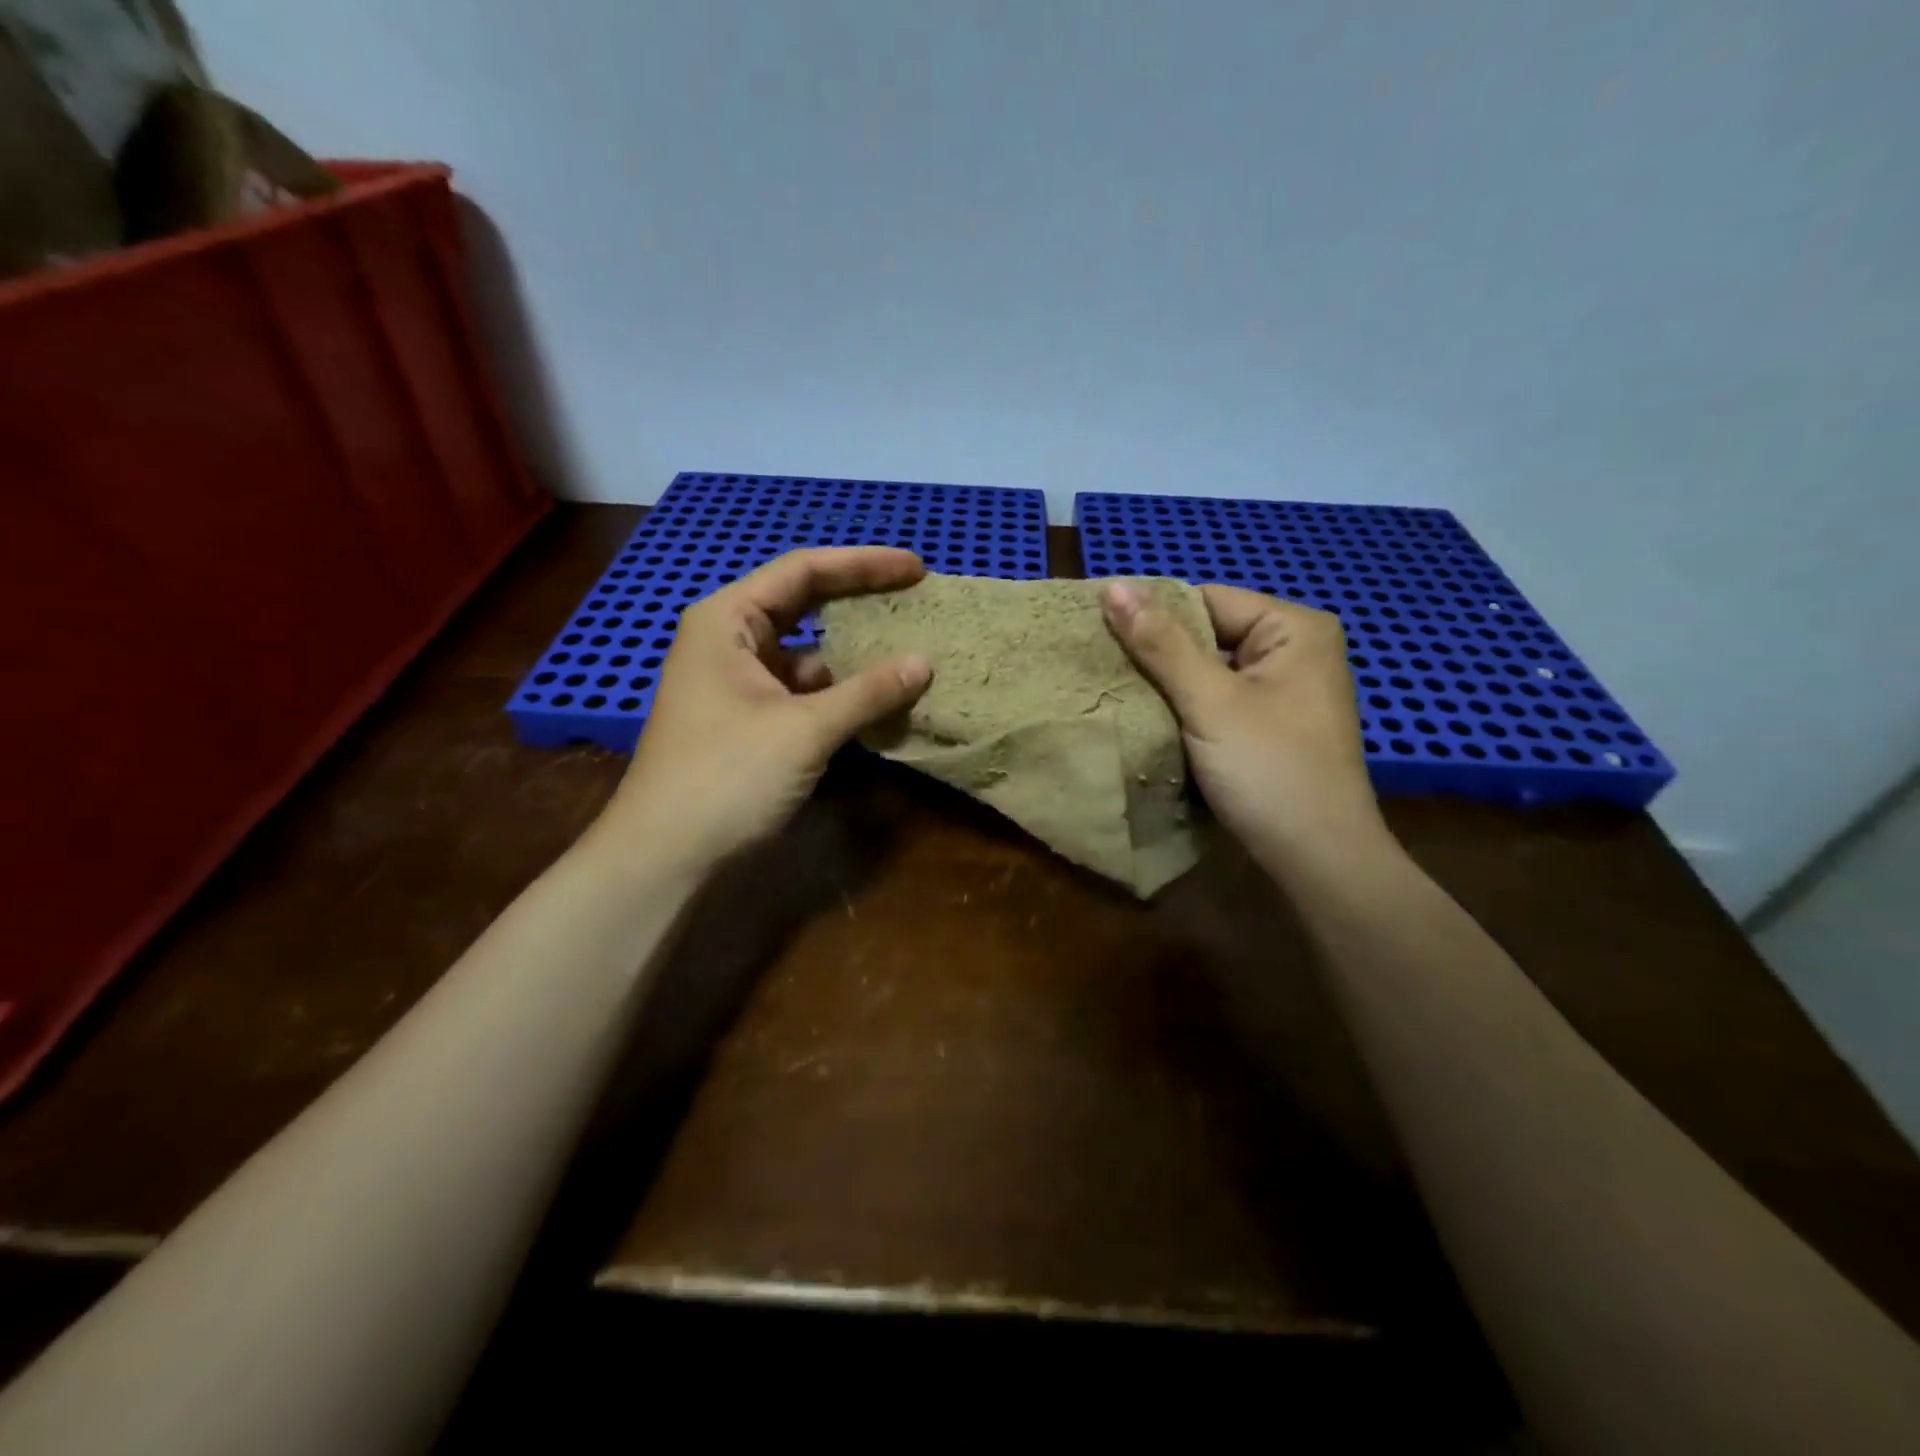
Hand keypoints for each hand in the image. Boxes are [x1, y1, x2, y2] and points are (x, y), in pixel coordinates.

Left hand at [596, 547, 932, 870]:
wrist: (666, 857)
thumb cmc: (726, 777)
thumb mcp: (804, 730)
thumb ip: (868, 692)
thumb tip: (924, 663)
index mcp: (728, 621)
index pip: (803, 572)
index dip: (863, 565)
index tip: (917, 569)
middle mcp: (730, 641)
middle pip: (804, 605)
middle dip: (859, 601)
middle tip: (915, 599)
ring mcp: (739, 683)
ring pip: (807, 654)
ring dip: (854, 655)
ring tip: (909, 651)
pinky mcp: (750, 721)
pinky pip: (804, 693)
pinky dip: (841, 694)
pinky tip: (880, 700)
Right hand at [1101, 582, 1387, 865]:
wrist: (1318, 860)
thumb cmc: (1270, 771)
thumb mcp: (1209, 702)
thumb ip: (1161, 644)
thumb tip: (1112, 586)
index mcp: (1294, 628)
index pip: (1205, 600)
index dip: (1152, 616)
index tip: (1098, 635)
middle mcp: (1295, 649)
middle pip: (1208, 635)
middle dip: (1157, 653)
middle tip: (1100, 667)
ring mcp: (1285, 690)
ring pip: (1208, 670)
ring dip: (1166, 684)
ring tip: (1114, 691)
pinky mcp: (1271, 724)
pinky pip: (1217, 700)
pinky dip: (1185, 708)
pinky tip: (1150, 719)